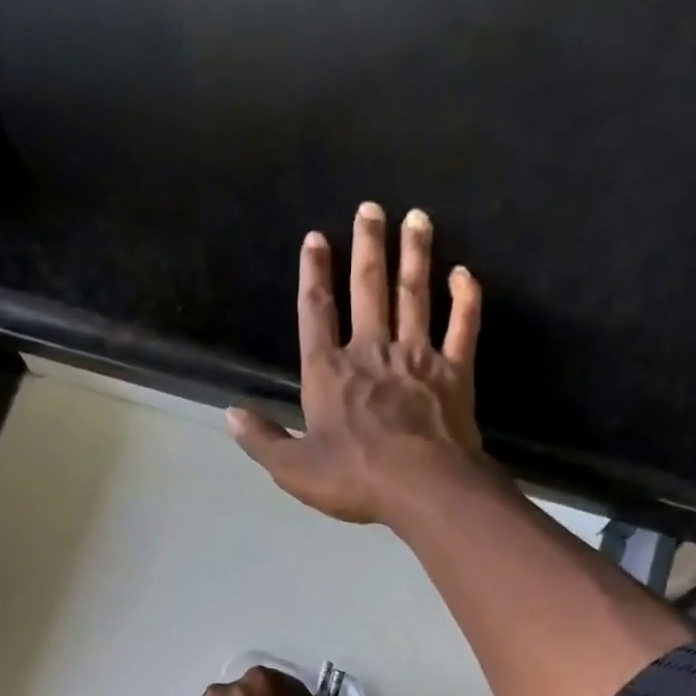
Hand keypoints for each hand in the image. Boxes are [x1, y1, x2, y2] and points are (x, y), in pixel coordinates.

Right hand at [226, 202, 487, 525]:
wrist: (421, 487)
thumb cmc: (353, 479)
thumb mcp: (293, 469)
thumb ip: (262, 440)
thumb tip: (230, 415)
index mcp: (328, 372)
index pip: (316, 312)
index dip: (314, 274)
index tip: (316, 239)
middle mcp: (371, 352)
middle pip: (368, 289)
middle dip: (367, 246)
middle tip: (371, 207)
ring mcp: (416, 358)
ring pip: (414, 295)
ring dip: (414, 255)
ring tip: (417, 218)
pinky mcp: (454, 372)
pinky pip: (463, 327)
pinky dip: (465, 299)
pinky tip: (465, 274)